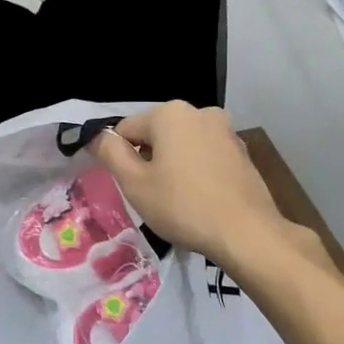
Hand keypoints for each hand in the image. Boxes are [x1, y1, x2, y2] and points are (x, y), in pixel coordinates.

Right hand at [89, 102, 290, 268]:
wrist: (246, 233)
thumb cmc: (182, 206)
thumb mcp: (134, 183)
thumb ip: (110, 153)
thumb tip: (97, 136)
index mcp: (169, 112)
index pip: (126, 130)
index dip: (121, 158)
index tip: (130, 186)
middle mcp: (199, 111)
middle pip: (156, 134)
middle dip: (149, 160)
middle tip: (153, 196)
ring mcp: (225, 130)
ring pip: (182, 145)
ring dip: (174, 165)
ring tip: (179, 200)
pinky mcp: (242, 151)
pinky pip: (206, 155)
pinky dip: (197, 171)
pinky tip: (201, 198)